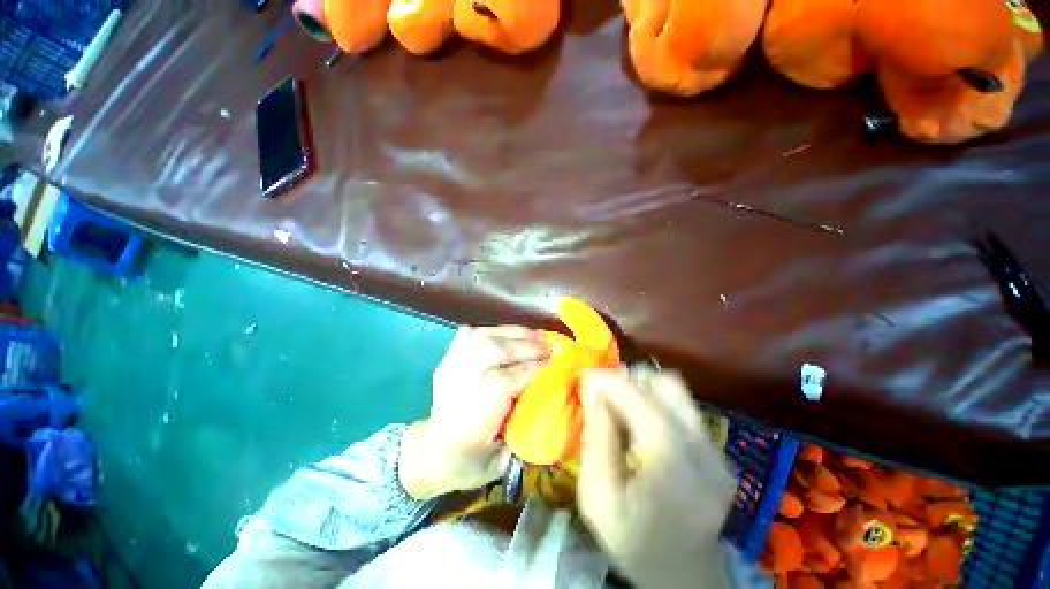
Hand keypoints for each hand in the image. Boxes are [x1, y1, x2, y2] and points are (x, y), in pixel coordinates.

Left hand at [399, 326, 546, 499]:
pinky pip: (468, 334)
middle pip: (492, 350)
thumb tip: (554, 395)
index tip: (556, 364)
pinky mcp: (446, 360)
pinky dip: (491, 330)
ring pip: (481, 337)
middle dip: (525, 346)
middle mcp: (458, 385)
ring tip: (533, 335)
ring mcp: (449, 368)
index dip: (534, 369)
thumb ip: (526, 427)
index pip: (505, 381)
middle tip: (549, 347)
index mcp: (470, 418)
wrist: (430, 453)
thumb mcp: (502, 460)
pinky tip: (507, 336)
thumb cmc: (469, 462)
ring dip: (512, 333)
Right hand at [577, 368, 735, 588]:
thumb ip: (596, 437)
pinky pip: (683, 408)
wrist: (683, 579)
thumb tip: (593, 389)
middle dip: (627, 380)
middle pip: (664, 385)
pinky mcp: (719, 453)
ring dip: (643, 388)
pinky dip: (656, 404)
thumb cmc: (633, 543)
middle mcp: (703, 449)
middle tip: (603, 394)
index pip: (638, 397)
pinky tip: (642, 426)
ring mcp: (717, 450)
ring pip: (676, 391)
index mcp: (671, 462)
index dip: (607, 379)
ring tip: (621, 406)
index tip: (584, 377)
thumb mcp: (597, 497)